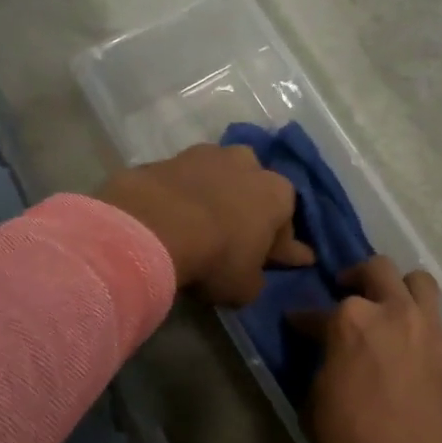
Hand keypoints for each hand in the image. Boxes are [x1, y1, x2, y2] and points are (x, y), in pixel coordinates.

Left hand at [97, 144, 313, 305]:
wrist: (153, 228)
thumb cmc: (216, 259)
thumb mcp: (245, 287)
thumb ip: (256, 278)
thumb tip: (254, 274)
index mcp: (278, 194)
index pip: (287, 227)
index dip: (285, 249)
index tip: (287, 260)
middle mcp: (249, 164)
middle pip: (255, 191)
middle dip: (249, 212)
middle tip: (238, 238)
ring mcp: (207, 154)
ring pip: (220, 179)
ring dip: (216, 197)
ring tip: (202, 223)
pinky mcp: (169, 157)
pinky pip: (185, 181)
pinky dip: (184, 196)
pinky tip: (173, 216)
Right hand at [296, 257, 441, 442]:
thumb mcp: (317, 400)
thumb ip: (322, 360)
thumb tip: (325, 347)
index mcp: (349, 322)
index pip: (317, 312)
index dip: (303, 321)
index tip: (297, 326)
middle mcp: (391, 311)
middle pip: (375, 270)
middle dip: (355, 278)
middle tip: (345, 297)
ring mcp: (426, 327)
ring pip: (416, 280)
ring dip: (396, 287)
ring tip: (384, 308)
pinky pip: (432, 315)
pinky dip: (415, 316)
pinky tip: (403, 340)